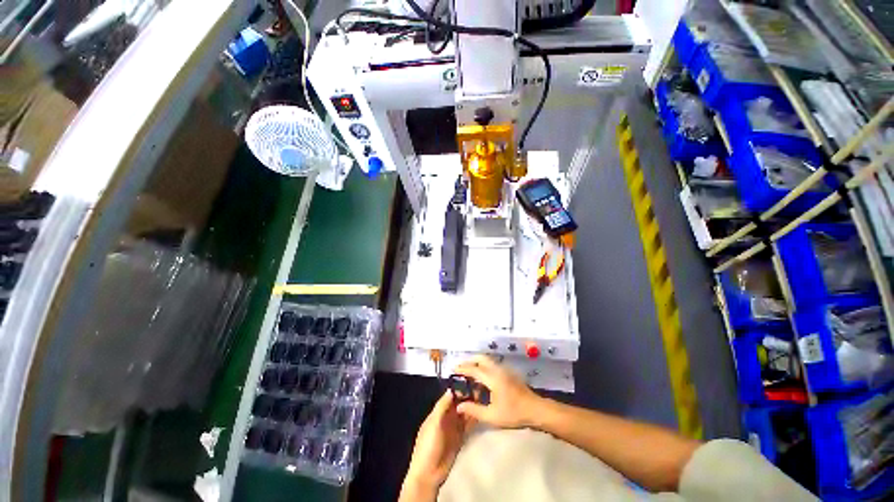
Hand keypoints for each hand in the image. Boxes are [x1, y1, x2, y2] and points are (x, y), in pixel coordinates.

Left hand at [403, 390, 474, 497]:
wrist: (429, 474)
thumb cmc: (428, 446)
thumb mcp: (433, 424)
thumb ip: (442, 407)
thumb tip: (451, 390)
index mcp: (437, 412)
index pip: (449, 397)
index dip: (458, 389)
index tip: (469, 381)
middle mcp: (446, 418)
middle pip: (458, 404)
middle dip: (467, 396)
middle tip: (479, 388)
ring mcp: (454, 428)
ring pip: (464, 413)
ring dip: (472, 406)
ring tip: (483, 397)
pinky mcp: (460, 438)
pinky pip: (468, 425)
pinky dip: (474, 419)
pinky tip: (483, 413)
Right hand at [454, 355, 543, 428]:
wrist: (536, 410)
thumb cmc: (514, 413)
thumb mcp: (492, 416)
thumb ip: (474, 410)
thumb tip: (459, 406)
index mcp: (492, 378)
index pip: (474, 369)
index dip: (463, 368)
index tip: (453, 370)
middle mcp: (497, 369)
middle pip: (481, 358)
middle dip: (469, 361)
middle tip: (461, 369)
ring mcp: (504, 370)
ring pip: (487, 360)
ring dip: (477, 363)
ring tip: (469, 373)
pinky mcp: (508, 373)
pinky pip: (492, 365)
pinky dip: (484, 366)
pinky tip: (482, 378)